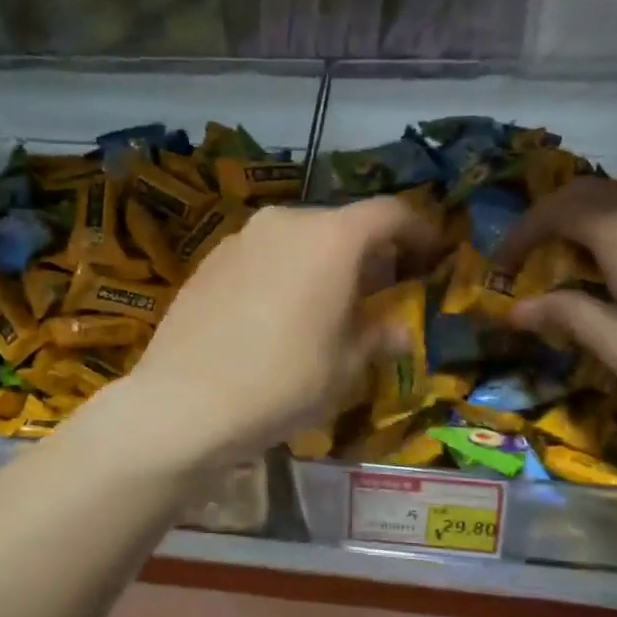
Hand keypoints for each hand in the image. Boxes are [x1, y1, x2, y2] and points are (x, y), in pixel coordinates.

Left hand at [118, 198, 437, 465]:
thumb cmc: (282, 384)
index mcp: (331, 238)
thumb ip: (378, 336)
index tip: (432, 253)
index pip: (390, 213)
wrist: (183, 404)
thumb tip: (398, 329)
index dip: (419, 229)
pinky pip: (262, 256)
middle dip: (367, 253)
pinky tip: (275, 315)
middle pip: (341, 224)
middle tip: (377, 292)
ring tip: (324, 306)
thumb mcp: (345, 368)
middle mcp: (285, 222)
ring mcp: (241, 238)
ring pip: (298, 239)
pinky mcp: (208, 261)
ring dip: (321, 263)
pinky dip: (282, 273)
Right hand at [496, 177, 616, 405]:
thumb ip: (566, 317)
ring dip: (579, 219)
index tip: (498, 265)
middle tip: (526, 253)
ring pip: (615, 197)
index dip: (520, 234)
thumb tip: (515, 310)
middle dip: (545, 217)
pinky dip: (609, 226)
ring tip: (563, 258)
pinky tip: (614, 265)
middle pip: (583, 191)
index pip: (553, 212)